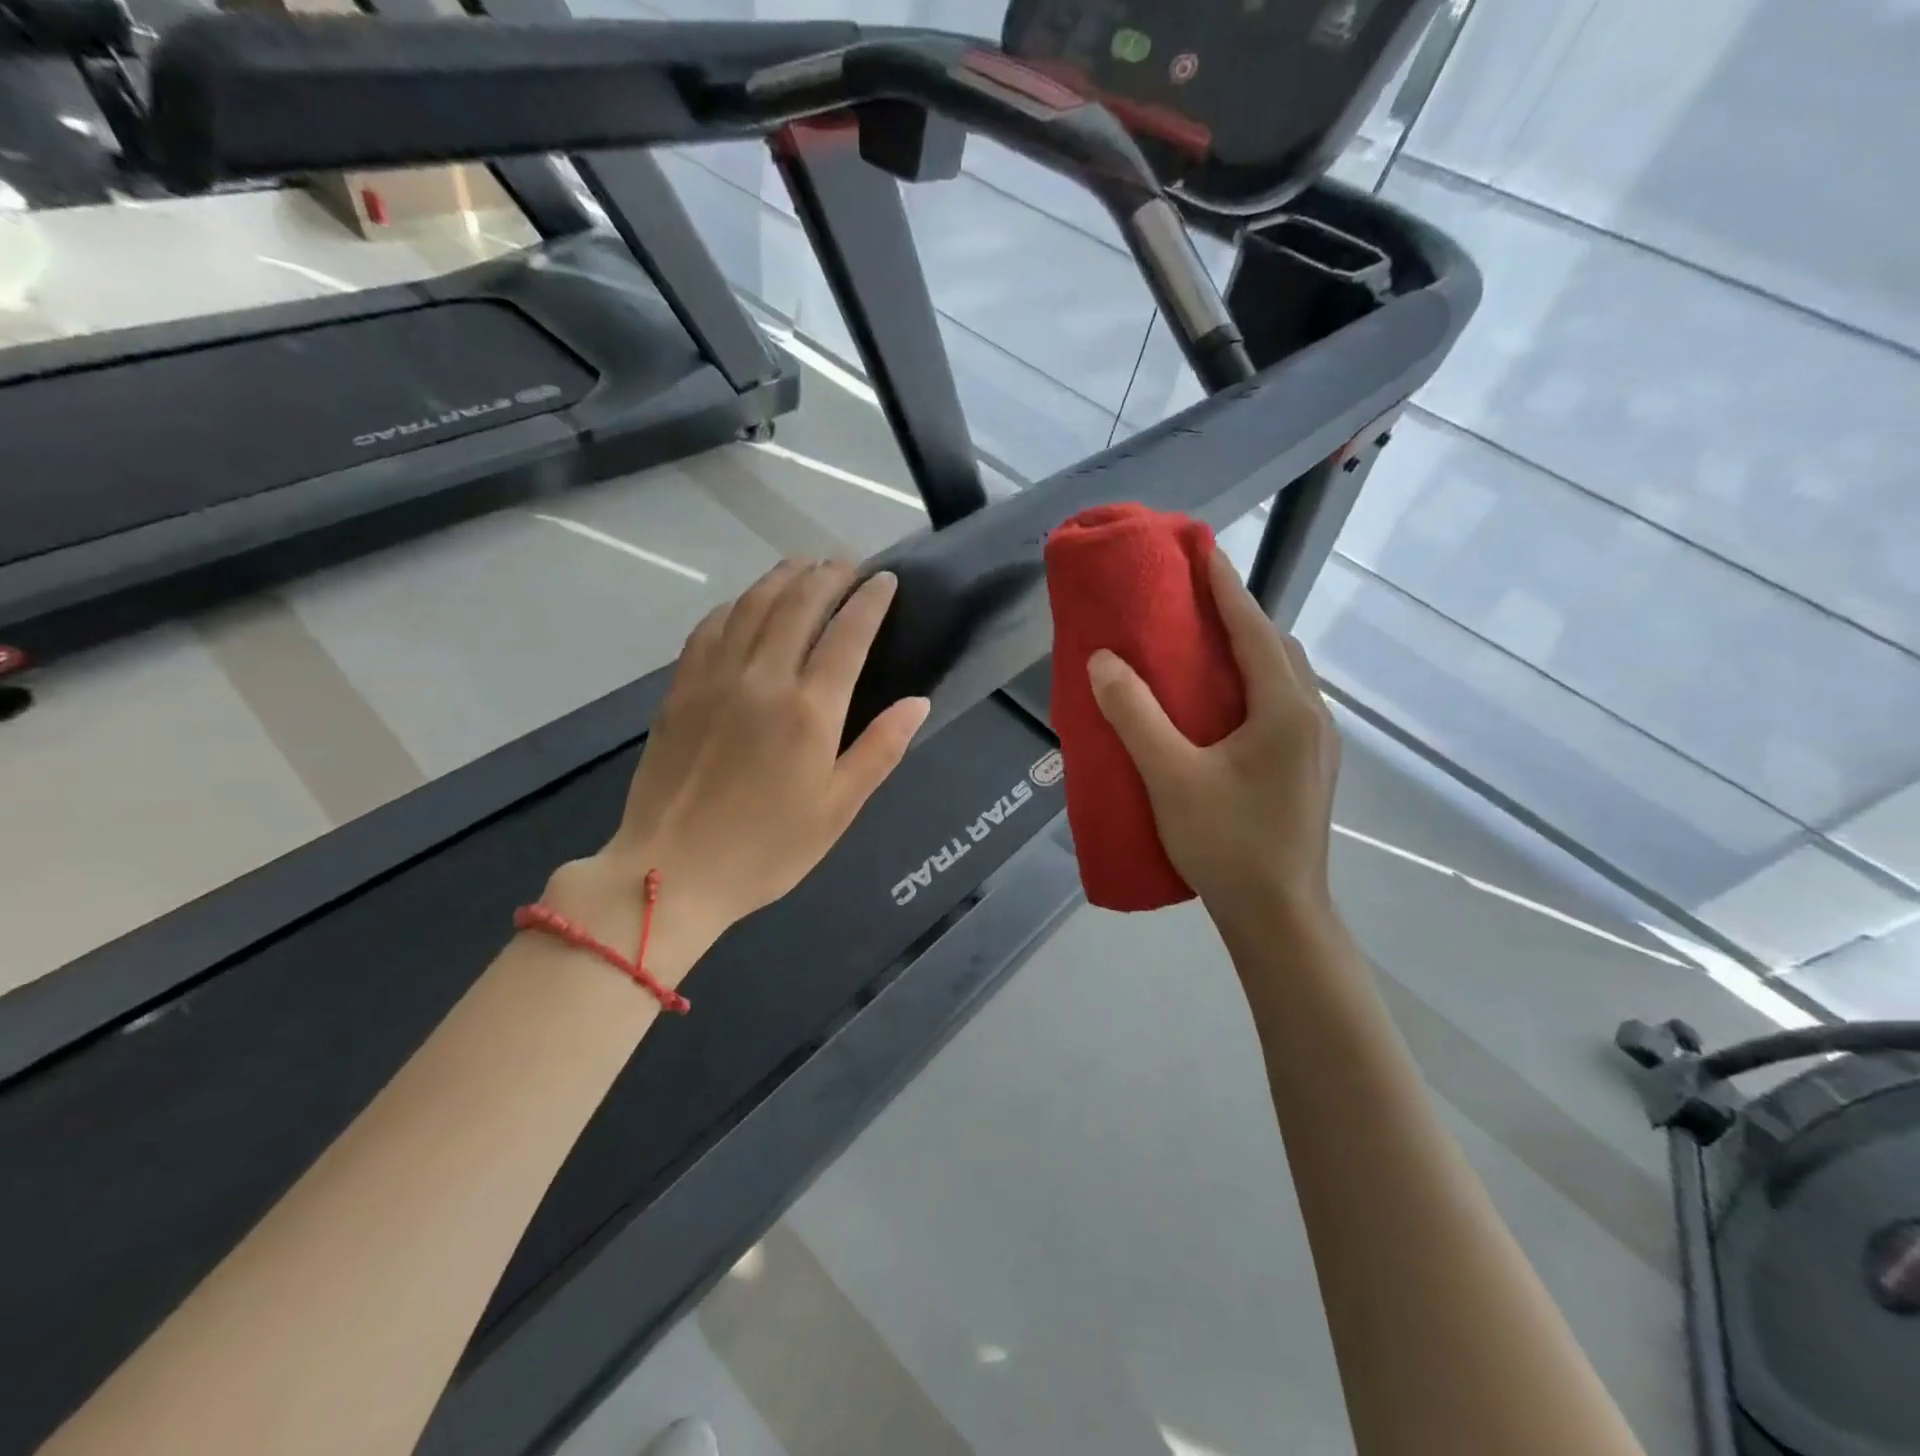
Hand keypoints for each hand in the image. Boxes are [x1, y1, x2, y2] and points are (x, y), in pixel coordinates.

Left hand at [566, 560, 929, 954]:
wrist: (671, 872)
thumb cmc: (766, 849)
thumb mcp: (838, 809)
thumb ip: (880, 750)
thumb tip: (917, 703)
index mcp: (809, 711)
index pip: (847, 635)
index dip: (870, 601)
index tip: (886, 580)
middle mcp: (762, 679)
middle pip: (798, 605)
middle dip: (827, 576)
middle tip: (847, 563)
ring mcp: (714, 679)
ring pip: (752, 606)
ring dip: (781, 578)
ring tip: (803, 566)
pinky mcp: (679, 689)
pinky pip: (709, 628)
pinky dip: (734, 605)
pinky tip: (745, 603)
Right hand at [1088, 549, 1339, 931]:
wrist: (1278, 916)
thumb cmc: (1226, 844)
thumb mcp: (1170, 777)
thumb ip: (1135, 715)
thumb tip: (1104, 660)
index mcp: (1286, 709)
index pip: (1254, 629)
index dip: (1226, 587)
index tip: (1202, 550)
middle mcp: (1311, 717)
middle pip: (1276, 647)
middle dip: (1238, 616)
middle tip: (1191, 603)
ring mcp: (1316, 745)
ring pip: (1283, 678)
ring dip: (1248, 652)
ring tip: (1203, 648)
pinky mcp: (1309, 769)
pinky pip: (1282, 705)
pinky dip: (1253, 686)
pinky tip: (1221, 707)